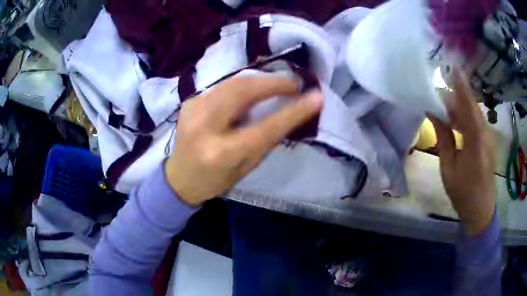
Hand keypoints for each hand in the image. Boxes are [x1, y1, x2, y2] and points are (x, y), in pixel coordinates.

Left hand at [165, 76, 322, 205]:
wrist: (178, 178)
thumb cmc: (215, 180)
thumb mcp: (246, 167)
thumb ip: (266, 139)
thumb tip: (290, 113)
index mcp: (221, 152)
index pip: (265, 127)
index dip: (294, 110)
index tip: (316, 97)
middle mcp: (205, 126)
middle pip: (244, 91)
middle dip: (274, 82)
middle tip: (295, 84)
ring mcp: (193, 109)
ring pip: (233, 82)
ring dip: (260, 80)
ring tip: (279, 84)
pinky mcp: (190, 101)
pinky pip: (223, 86)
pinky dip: (243, 84)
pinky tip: (254, 89)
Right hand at [429, 69, 495, 235]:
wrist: (480, 210)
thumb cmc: (462, 192)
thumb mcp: (449, 167)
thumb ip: (444, 138)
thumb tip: (434, 113)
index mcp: (475, 141)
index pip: (468, 106)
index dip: (461, 86)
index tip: (453, 67)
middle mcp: (484, 135)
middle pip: (472, 106)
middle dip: (458, 93)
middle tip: (442, 84)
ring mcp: (488, 138)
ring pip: (474, 113)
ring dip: (461, 105)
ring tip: (445, 101)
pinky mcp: (487, 142)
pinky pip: (476, 123)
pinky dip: (466, 116)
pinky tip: (456, 118)